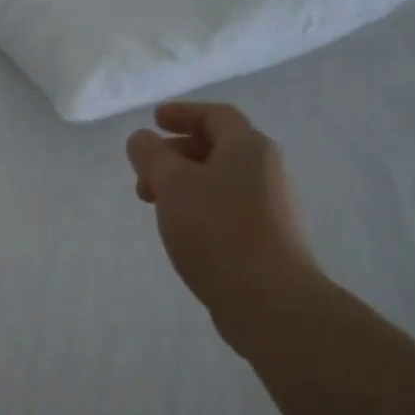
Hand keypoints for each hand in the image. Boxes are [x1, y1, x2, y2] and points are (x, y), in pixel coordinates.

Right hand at [125, 103, 323, 350]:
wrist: (271, 301)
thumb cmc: (218, 231)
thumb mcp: (173, 185)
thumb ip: (152, 156)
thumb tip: (141, 138)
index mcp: (249, 148)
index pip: (216, 115)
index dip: (183, 113)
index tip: (154, 120)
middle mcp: (267, 171)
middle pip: (218, 148)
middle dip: (176, 154)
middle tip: (145, 171)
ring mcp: (272, 207)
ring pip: (220, 181)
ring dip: (184, 184)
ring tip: (155, 204)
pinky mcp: (269, 239)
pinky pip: (228, 209)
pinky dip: (199, 207)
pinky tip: (181, 230)